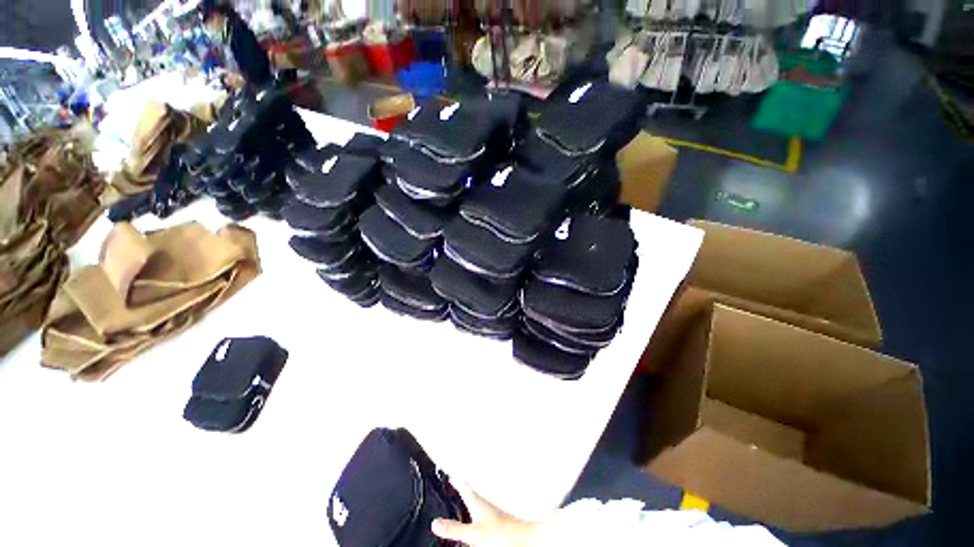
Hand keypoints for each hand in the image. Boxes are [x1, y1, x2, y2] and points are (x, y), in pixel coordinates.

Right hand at [431, 484, 538, 546]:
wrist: (523, 538)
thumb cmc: (501, 532)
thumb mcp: (473, 533)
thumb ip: (455, 529)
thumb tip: (436, 524)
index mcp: (476, 502)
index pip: (463, 486)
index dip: (456, 480)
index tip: (450, 473)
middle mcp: (484, 504)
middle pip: (470, 492)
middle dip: (463, 487)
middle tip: (456, 481)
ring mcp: (491, 512)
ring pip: (477, 501)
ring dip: (470, 497)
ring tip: (464, 495)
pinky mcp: (497, 520)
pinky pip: (483, 511)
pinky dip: (477, 509)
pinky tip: (478, 515)